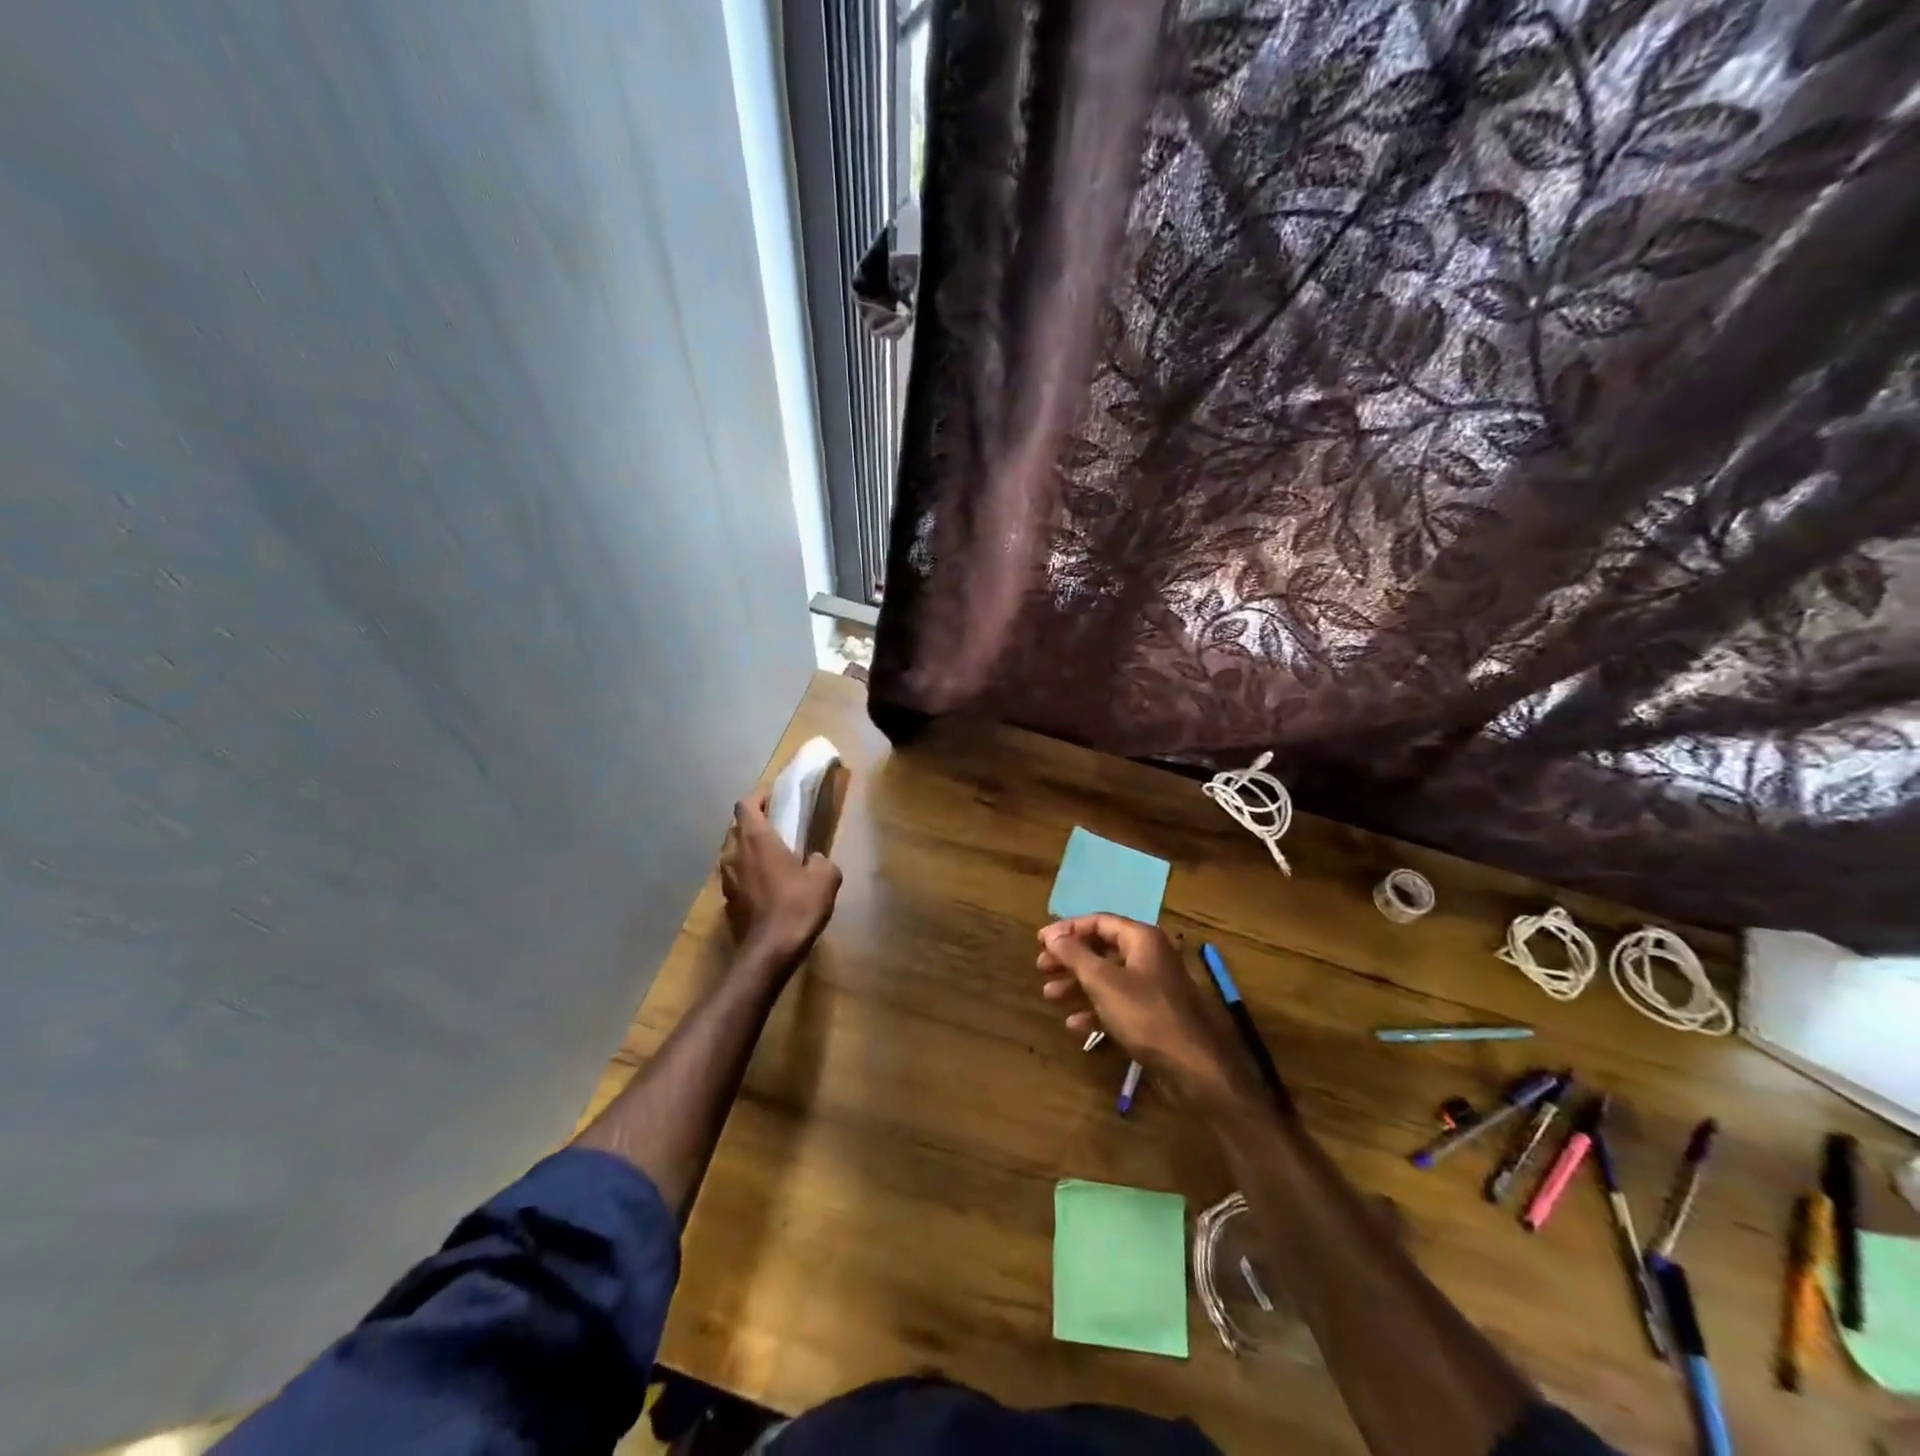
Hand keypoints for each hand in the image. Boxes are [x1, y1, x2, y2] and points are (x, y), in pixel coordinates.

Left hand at [721, 793, 841, 966]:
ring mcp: (726, 879)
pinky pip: (735, 876)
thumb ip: (821, 860)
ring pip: (733, 852)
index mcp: (756, 839)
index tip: (775, 799)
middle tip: (776, 826)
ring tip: (771, 856)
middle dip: (753, 823)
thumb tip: (814, 860)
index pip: (746, 805)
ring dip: (748, 849)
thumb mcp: (825, 877)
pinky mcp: (727, 901)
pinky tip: (766, 885)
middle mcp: (734, 854)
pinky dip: (747, 873)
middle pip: (737, 827)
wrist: (770, 952)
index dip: (759, 798)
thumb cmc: (797, 906)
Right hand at [1037, 916, 1255, 1107]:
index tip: (1040, 941)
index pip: (1098, 922)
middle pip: (1101, 949)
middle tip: (1041, 968)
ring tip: (1050, 996)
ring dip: (1077, 985)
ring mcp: (1153, 986)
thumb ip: (1074, 955)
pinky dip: (1095, 1009)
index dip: (1067, 929)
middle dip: (1070, 959)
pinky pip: (1118, 1003)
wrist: (1193, 1066)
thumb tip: (1052, 934)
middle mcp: (1149, 956)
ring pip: (1107, 978)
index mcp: (1141, 938)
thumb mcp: (1103, 981)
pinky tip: (1075, 1024)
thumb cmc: (1145, 1014)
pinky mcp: (1153, 1015)